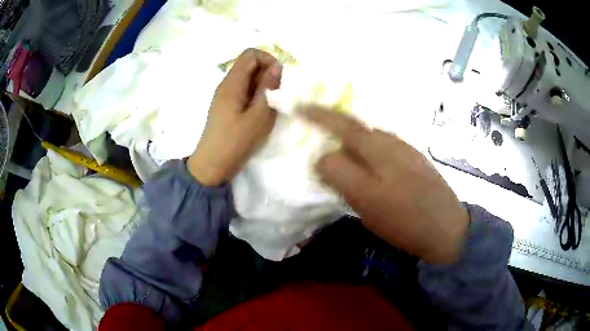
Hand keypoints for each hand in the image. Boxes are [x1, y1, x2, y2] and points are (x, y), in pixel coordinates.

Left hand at [188, 49, 281, 185]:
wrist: (212, 165)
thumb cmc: (235, 142)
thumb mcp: (258, 116)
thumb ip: (269, 89)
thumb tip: (277, 66)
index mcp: (232, 83)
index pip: (251, 54)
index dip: (268, 59)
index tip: (279, 78)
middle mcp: (227, 84)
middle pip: (250, 65)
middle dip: (267, 75)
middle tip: (276, 97)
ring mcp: (226, 95)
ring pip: (249, 79)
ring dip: (263, 87)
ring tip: (269, 107)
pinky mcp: (227, 106)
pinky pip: (245, 91)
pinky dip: (256, 96)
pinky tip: (260, 113)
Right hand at [301, 107, 468, 262]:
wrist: (446, 228)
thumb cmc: (404, 221)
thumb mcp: (366, 203)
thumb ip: (341, 175)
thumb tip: (324, 157)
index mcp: (377, 151)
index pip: (341, 126)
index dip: (318, 117)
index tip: (300, 109)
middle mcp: (391, 143)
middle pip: (356, 126)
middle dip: (331, 121)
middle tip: (313, 121)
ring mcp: (405, 149)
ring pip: (370, 135)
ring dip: (351, 136)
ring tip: (340, 148)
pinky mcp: (414, 158)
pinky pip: (384, 144)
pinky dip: (369, 146)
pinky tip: (369, 163)